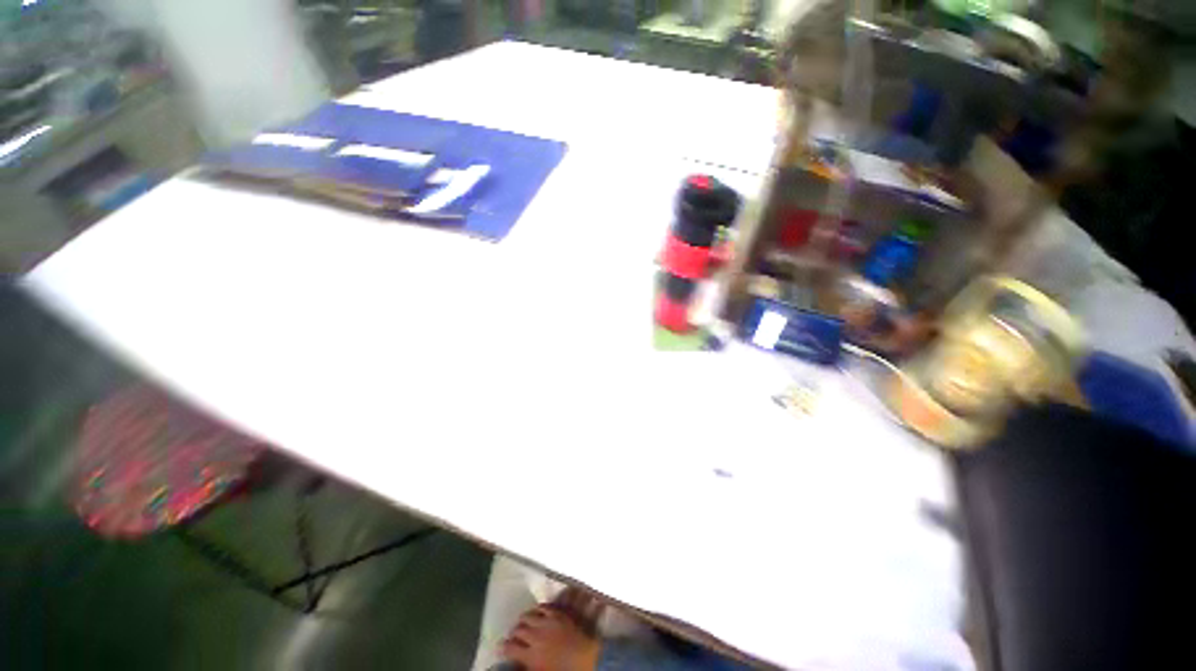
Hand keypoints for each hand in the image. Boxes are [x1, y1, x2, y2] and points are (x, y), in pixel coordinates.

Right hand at [501, 605, 601, 670]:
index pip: (510, 648)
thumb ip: (527, 667)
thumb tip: (518, 665)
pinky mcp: (558, 614)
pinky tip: (537, 611)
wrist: (587, 661)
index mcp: (530, 655)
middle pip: (518, 629)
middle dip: (513, 632)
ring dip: (523, 619)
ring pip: (529, 615)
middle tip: (512, 635)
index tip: (500, 646)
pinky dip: (538, 609)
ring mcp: (548, 623)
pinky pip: (544, 607)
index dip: (503, 647)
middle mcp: (536, 636)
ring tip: (522, 622)